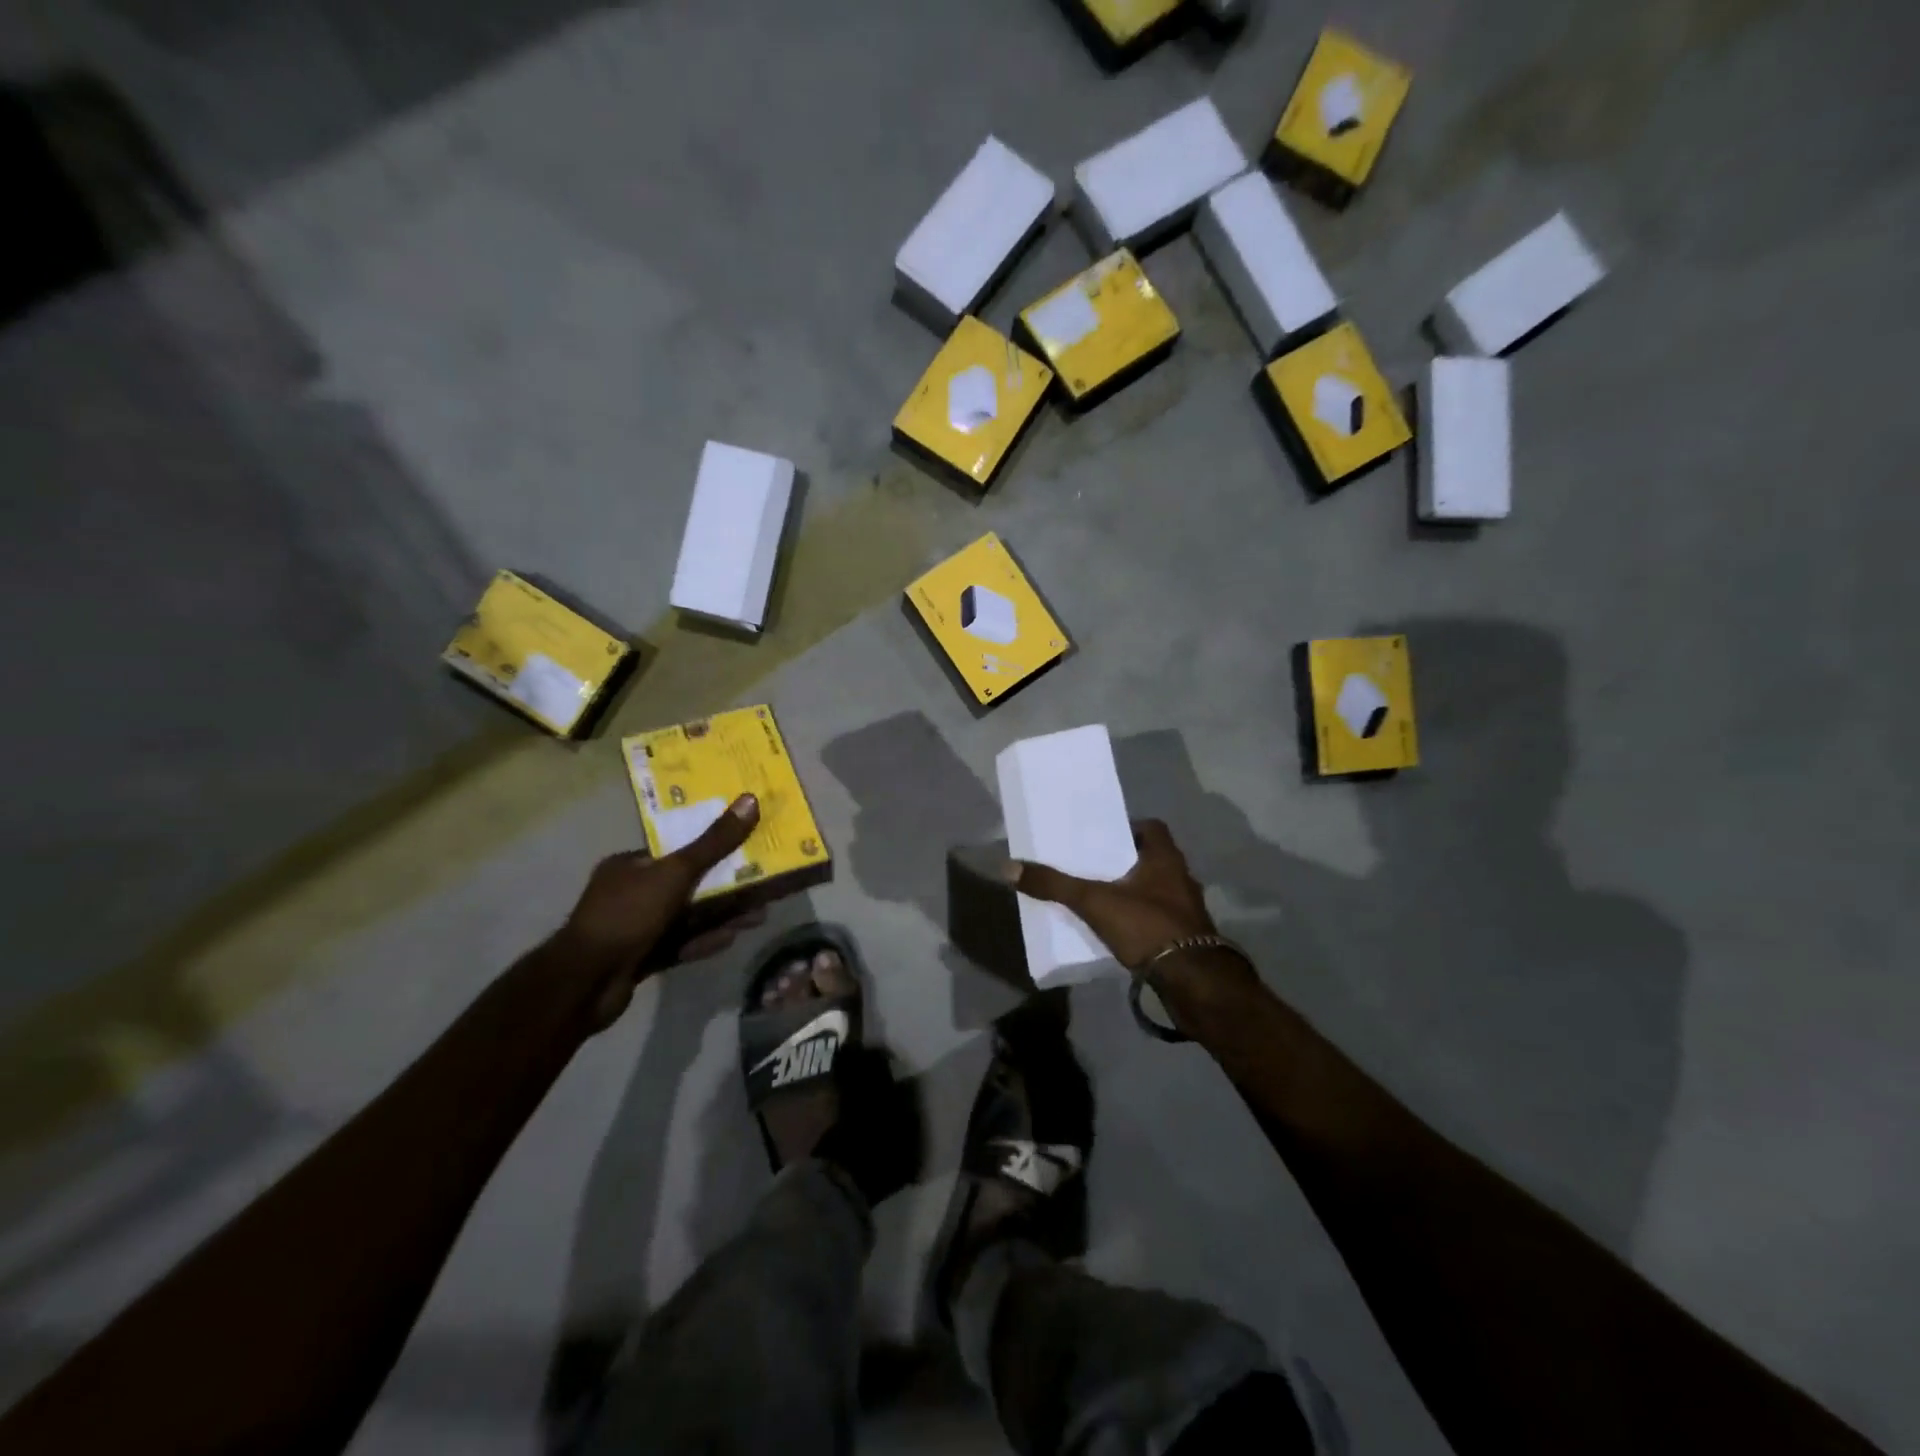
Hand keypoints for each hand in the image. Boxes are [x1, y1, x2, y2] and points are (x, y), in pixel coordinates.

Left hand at [562, 793, 763, 1028]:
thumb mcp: (675, 873)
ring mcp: (635, 929)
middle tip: (761, 888)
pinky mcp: (641, 958)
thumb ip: (714, 843)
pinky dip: (704, 941)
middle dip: (725, 888)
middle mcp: (630, 893)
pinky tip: (732, 940)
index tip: (745, 852)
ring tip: (759, 916)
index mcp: (630, 866)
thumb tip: (750, 800)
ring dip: (721, 916)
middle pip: (687, 885)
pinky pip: (680, 944)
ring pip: (687, 918)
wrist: (585, 983)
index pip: (676, 851)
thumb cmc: (628, 915)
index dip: (712, 850)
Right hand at [1008, 819, 1217, 970]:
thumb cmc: (1147, 926)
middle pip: (1150, 858)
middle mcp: (1181, 877)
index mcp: (1166, 858)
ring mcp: (1186, 909)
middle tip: (1091, 865)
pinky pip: (1157, 917)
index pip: (1151, 827)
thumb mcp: (1094, 902)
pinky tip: (1116, 928)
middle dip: (1123, 861)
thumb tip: (1008, 867)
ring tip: (1098, 896)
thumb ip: (1054, 885)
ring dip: (1131, 891)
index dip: (1127, 827)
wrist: (1192, 981)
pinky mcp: (1185, 937)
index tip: (1100, 837)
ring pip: (1154, 889)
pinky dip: (1138, 918)